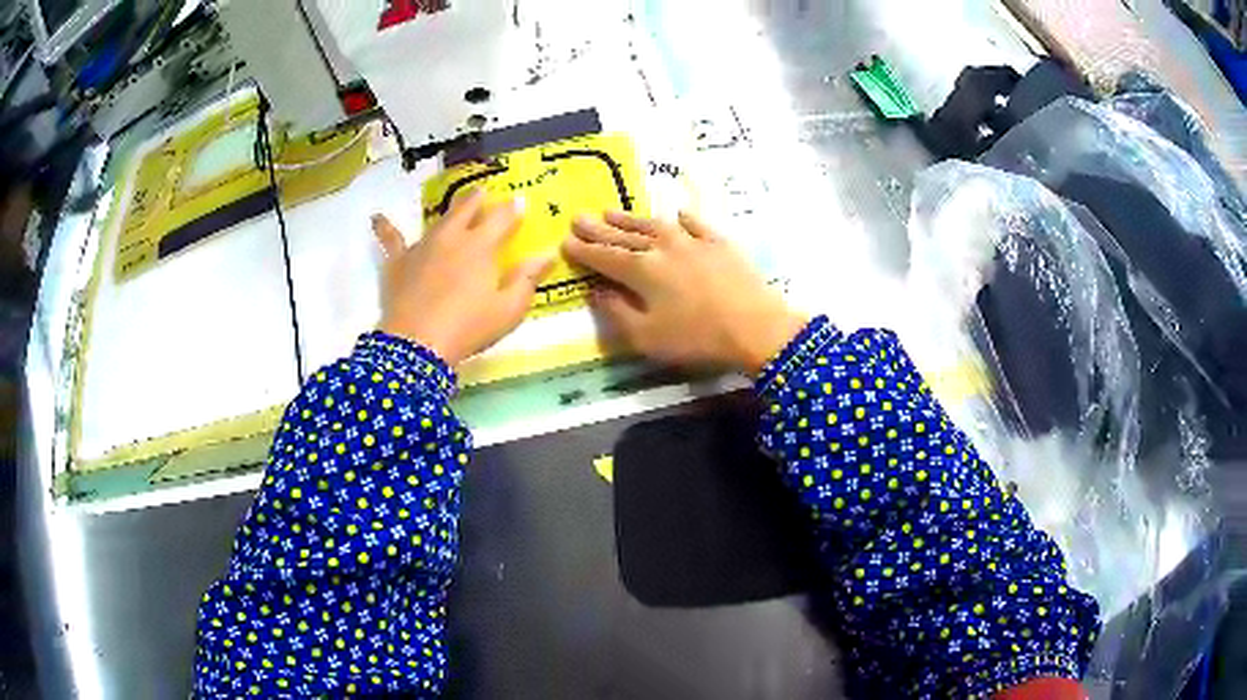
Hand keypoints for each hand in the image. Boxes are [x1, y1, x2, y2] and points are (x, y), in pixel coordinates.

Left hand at [373, 189, 553, 366]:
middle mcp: (451, 237)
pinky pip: (391, 240)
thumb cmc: (468, 328)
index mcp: (480, 246)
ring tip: (455, 206)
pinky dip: (385, 228)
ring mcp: (422, 246)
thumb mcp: (508, 309)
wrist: (417, 344)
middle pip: (466, 209)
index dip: (512, 208)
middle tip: (484, 192)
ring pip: (437, 220)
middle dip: (478, 199)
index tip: (520, 202)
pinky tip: (376, 218)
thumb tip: (546, 255)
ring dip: (449, 211)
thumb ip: (527, 279)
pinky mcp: (398, 262)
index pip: (501, 217)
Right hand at [563, 211, 808, 374]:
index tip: (565, 241)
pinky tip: (677, 215)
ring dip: (631, 219)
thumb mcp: (647, 337)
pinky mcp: (720, 243)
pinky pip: (696, 224)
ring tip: (612, 212)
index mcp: (641, 270)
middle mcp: (663, 248)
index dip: (583, 250)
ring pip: (654, 225)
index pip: (604, 257)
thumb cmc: (697, 338)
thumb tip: (595, 291)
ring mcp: (693, 241)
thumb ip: (617, 312)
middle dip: (599, 228)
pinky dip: (683, 219)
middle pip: (624, 236)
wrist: (756, 327)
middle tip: (578, 218)